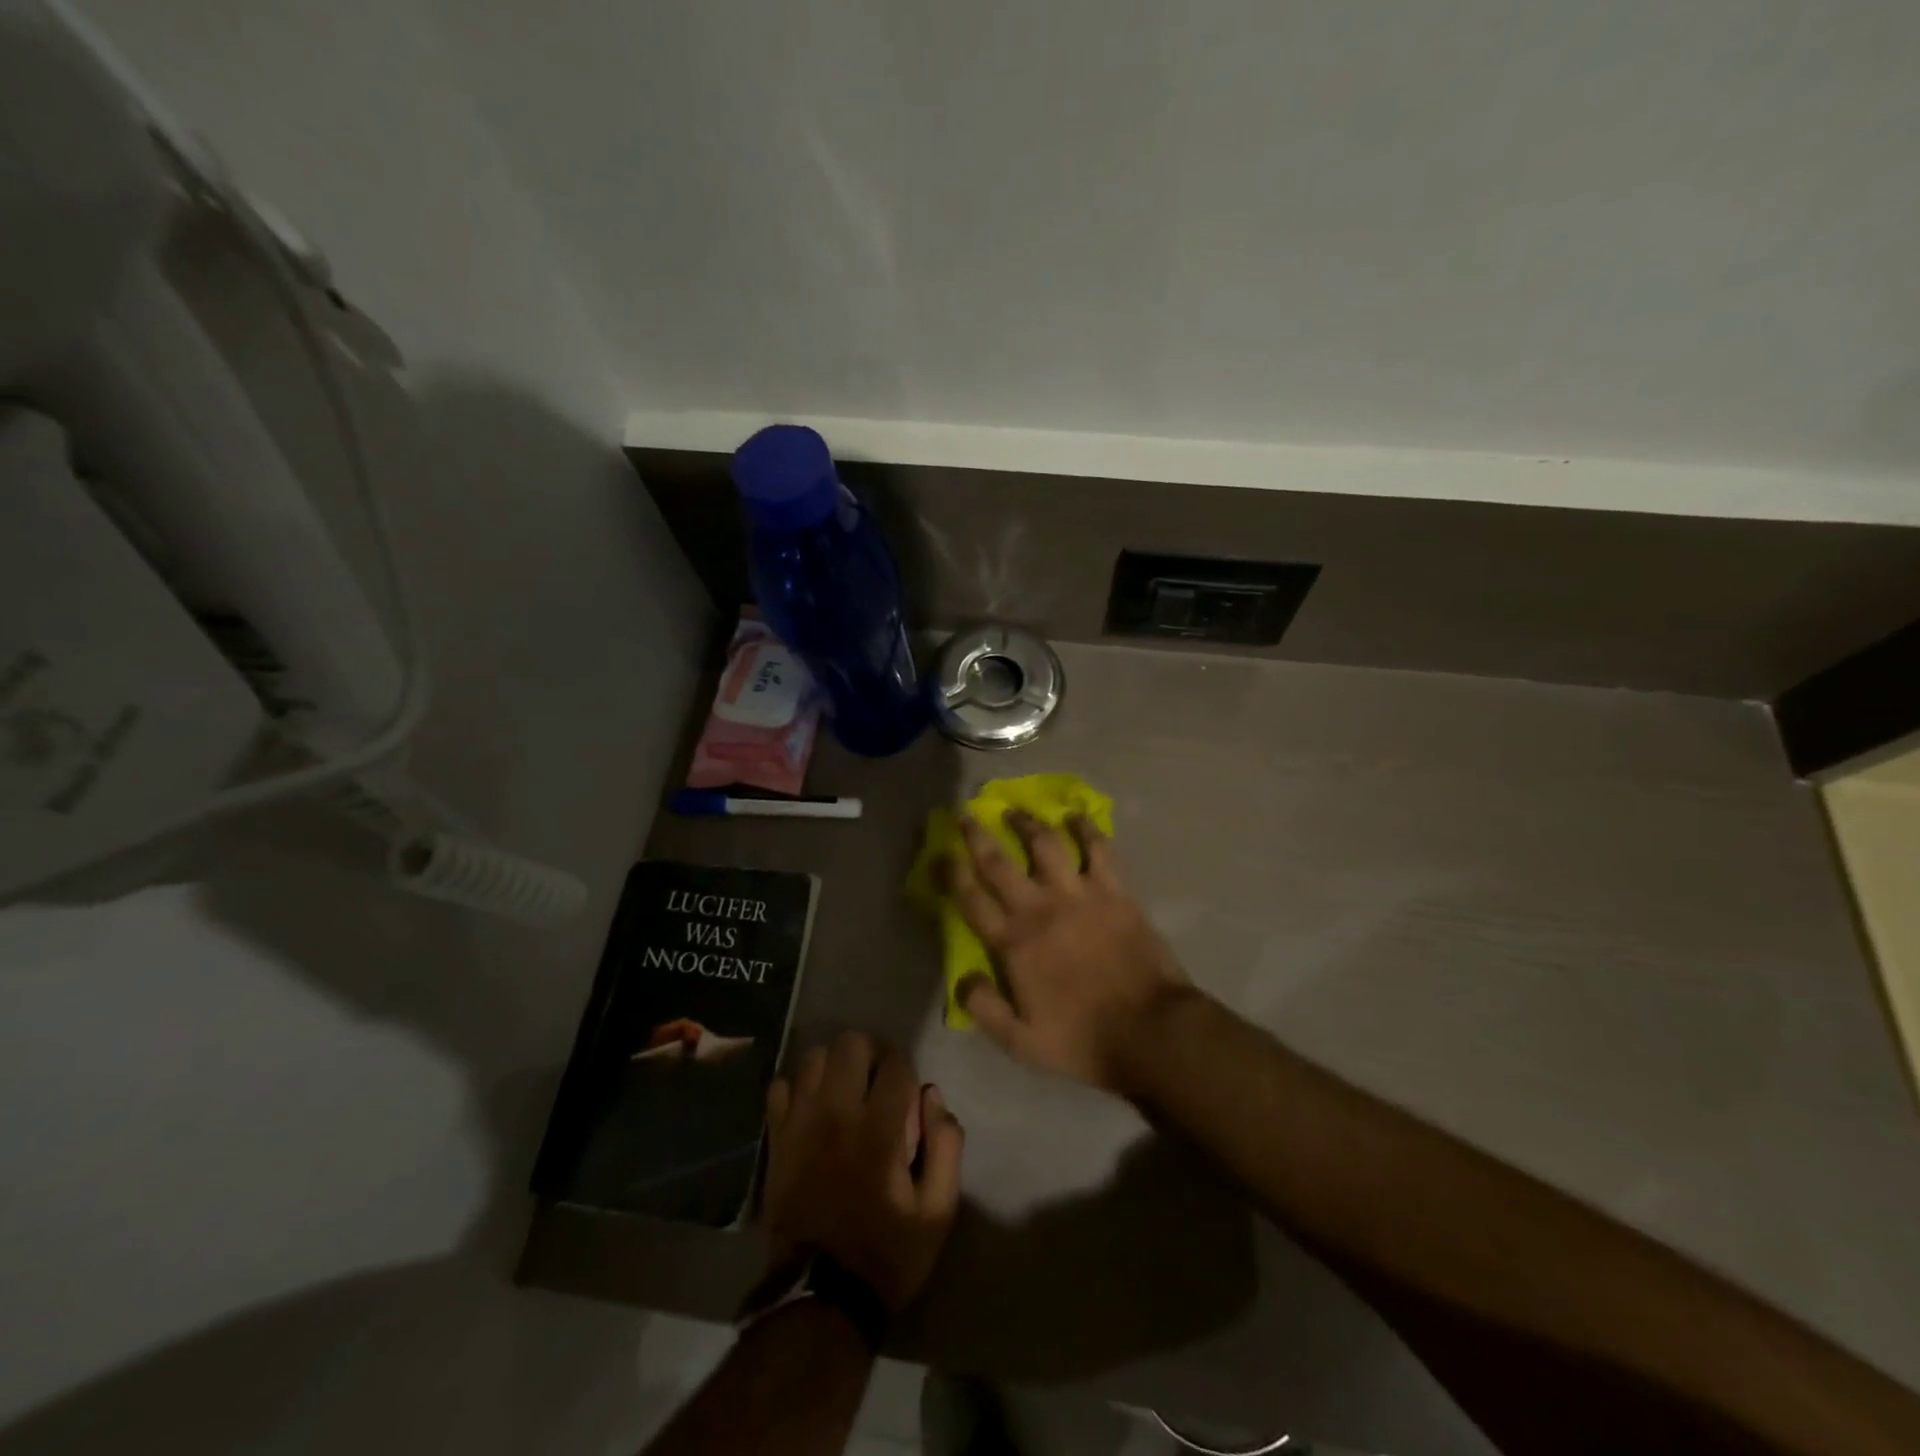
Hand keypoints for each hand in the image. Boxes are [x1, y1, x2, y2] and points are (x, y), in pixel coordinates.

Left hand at [762, 1032, 963, 1315]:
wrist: (818, 1300)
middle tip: (879, 1082)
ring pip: (815, 1056)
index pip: (896, 1063)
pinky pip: (782, 1085)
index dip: (907, 1072)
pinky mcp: (776, 1138)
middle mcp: (836, 1113)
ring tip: (846, 1090)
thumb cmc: (885, 1255)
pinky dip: (800, 1087)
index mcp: (878, 1129)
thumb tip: (933, 1096)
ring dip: (835, 1064)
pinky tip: (814, 1108)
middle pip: (851, 1044)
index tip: (909, 1095)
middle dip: (872, 1054)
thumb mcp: (937, 1212)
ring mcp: (800, 1123)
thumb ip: (946, 1146)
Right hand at [949, 811, 1189, 1093]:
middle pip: (999, 863)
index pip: (972, 900)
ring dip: (1027, 823)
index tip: (940, 852)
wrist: (1151, 1030)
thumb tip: (961, 979)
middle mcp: (1040, 909)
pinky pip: (1098, 849)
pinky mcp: (1114, 891)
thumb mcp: (1021, 1043)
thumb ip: (984, 1008)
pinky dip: (1086, 828)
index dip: (951, 873)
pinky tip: (1075, 816)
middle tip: (965, 815)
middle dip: (977, 836)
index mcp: (1014, 943)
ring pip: (1045, 845)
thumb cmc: (1083, 1040)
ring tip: (1015, 809)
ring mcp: (1078, 895)